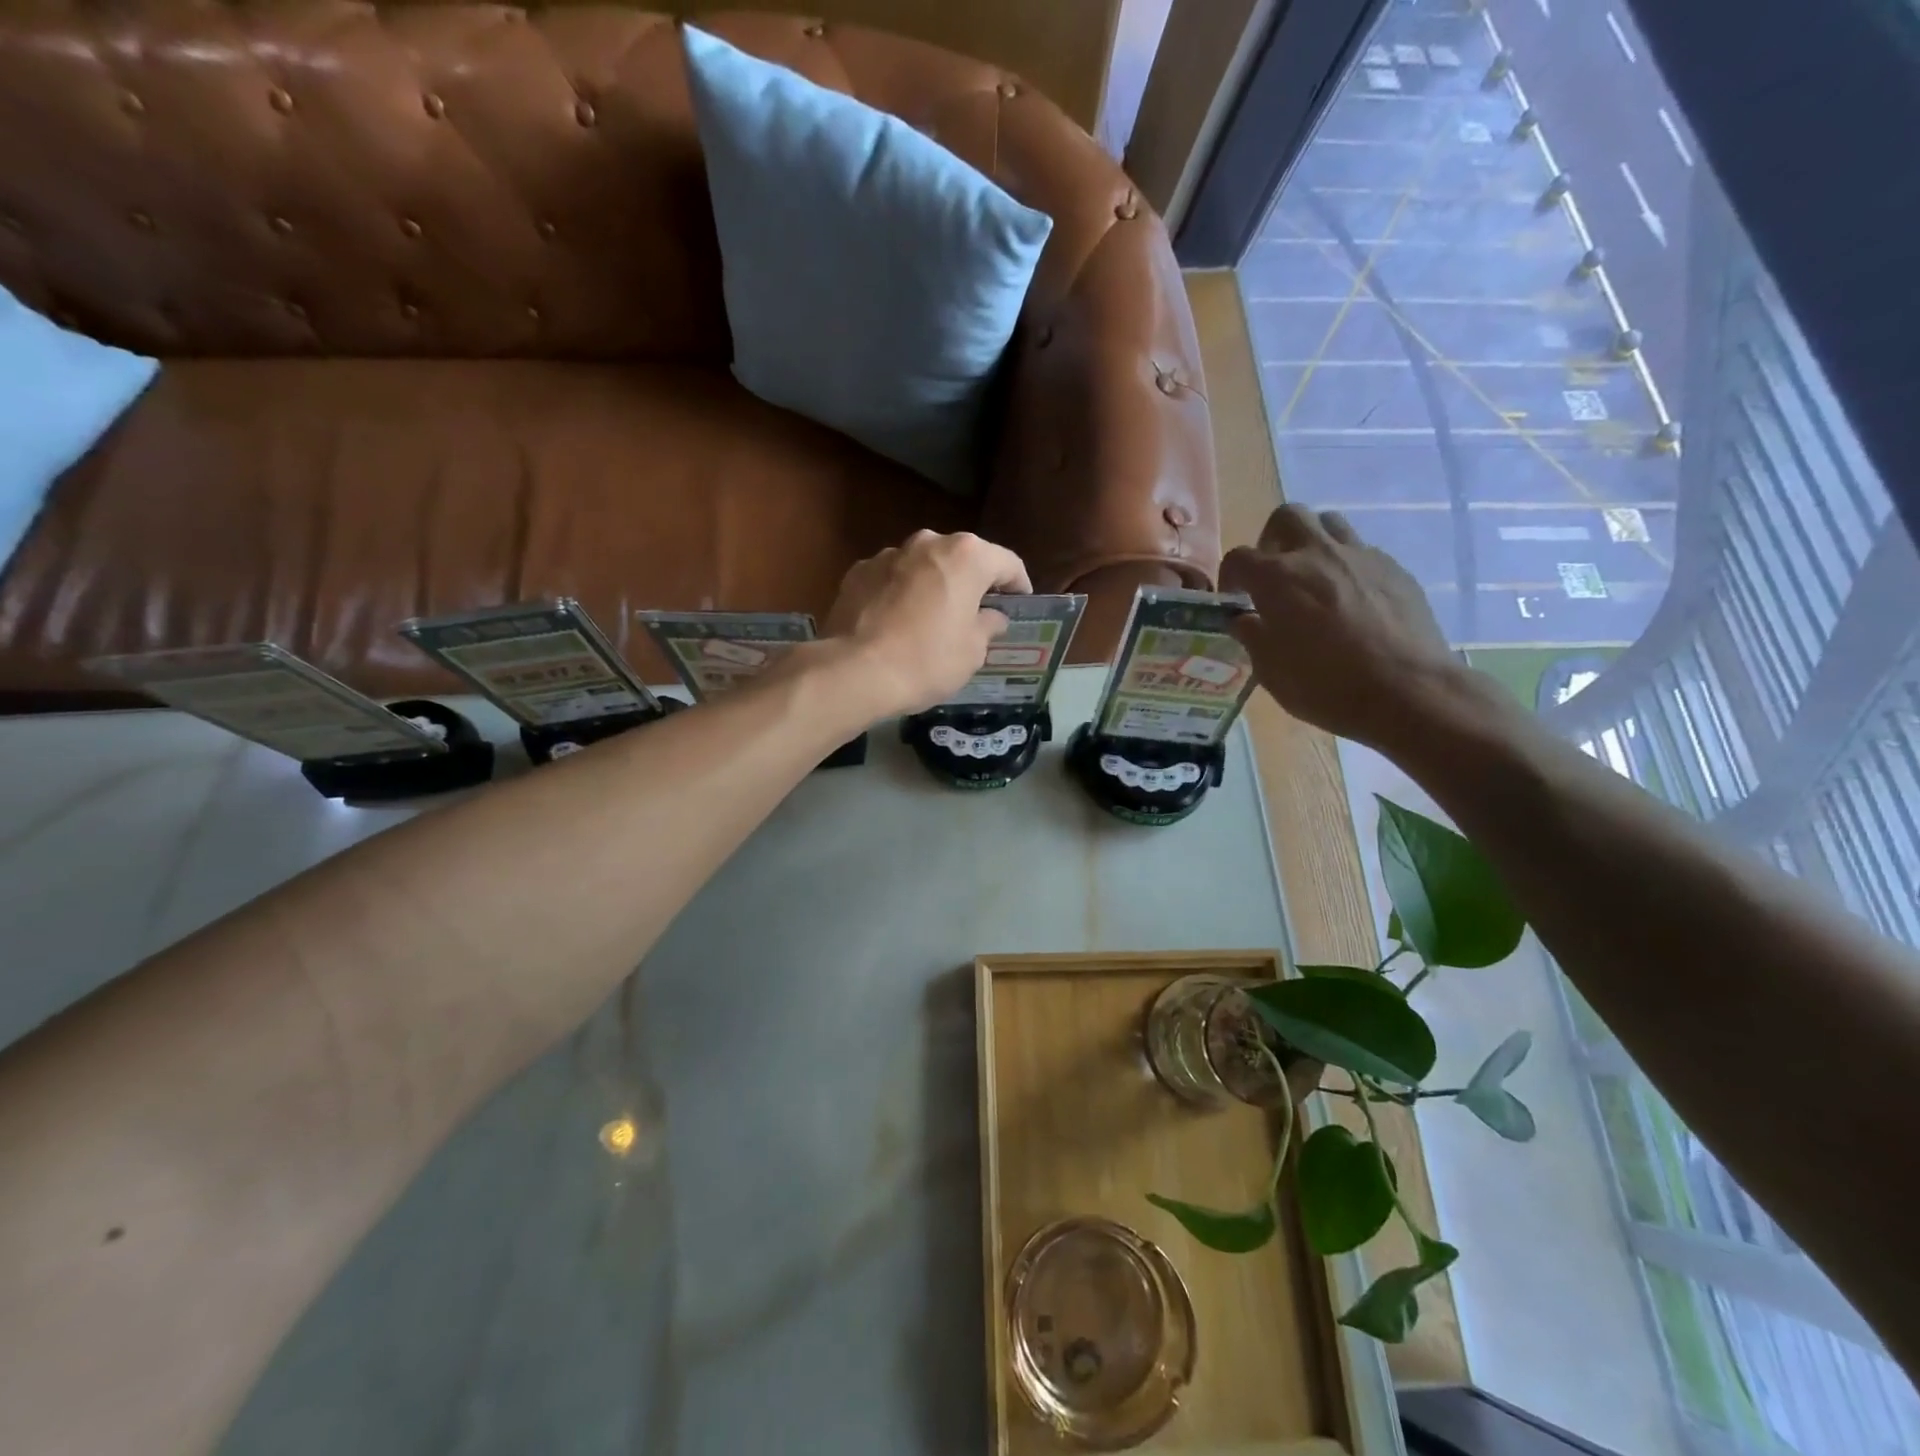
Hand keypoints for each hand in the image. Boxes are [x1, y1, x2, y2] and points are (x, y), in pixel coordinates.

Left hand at [819, 531, 1032, 718]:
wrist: (855, 671)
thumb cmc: (926, 660)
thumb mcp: (972, 651)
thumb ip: (988, 626)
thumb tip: (991, 617)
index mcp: (967, 556)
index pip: (1007, 563)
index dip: (1018, 585)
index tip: (1020, 605)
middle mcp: (928, 543)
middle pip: (962, 559)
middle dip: (972, 583)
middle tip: (977, 613)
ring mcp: (889, 554)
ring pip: (923, 566)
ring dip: (933, 586)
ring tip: (933, 620)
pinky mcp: (858, 572)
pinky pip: (892, 579)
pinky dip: (900, 594)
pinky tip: (897, 623)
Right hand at [1220, 505, 1461, 748]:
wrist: (1406, 690)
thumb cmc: (1325, 685)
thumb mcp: (1270, 671)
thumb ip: (1252, 636)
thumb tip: (1244, 619)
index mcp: (1277, 578)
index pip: (1239, 558)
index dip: (1230, 576)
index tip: (1235, 599)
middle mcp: (1317, 554)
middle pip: (1288, 517)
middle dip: (1273, 539)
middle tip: (1274, 573)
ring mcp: (1360, 556)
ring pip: (1330, 524)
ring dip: (1314, 543)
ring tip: (1314, 579)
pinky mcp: (1395, 568)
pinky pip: (1363, 551)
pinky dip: (1347, 566)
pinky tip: (1352, 600)